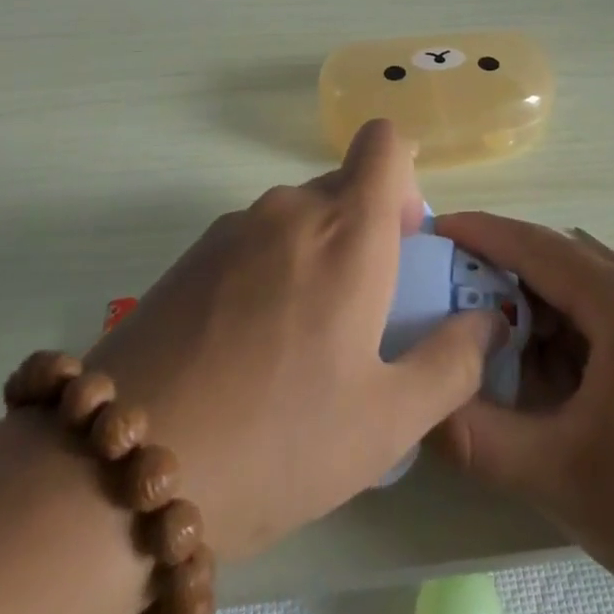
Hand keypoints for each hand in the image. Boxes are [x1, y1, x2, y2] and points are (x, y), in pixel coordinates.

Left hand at [83, 121, 500, 561]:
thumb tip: (491, 321)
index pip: (385, 141)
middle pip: (343, 184)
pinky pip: (253, 241)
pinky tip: (247, 352)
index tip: (402, 241)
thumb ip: (453, 362)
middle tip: (361, 315)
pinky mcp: (189, 256)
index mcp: (347, 229)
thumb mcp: (386, 421)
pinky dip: (269, 272)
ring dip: (315, 255)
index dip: (404, 176)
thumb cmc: (278, 441)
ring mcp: (232, 228)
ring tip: (301, 345)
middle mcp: (291, 208)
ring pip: (297, 216)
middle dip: (365, 230)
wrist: (121, 473)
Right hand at [431, 214, 613, 613]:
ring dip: (545, 309)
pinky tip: (561, 379)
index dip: (482, 233)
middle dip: (507, 279)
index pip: (538, 246)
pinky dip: (581, 330)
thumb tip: (419, 405)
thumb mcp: (559, 477)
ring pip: (592, 286)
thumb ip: (476, 434)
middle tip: (455, 310)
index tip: (436, 230)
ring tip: (501, 356)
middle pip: (565, 260)